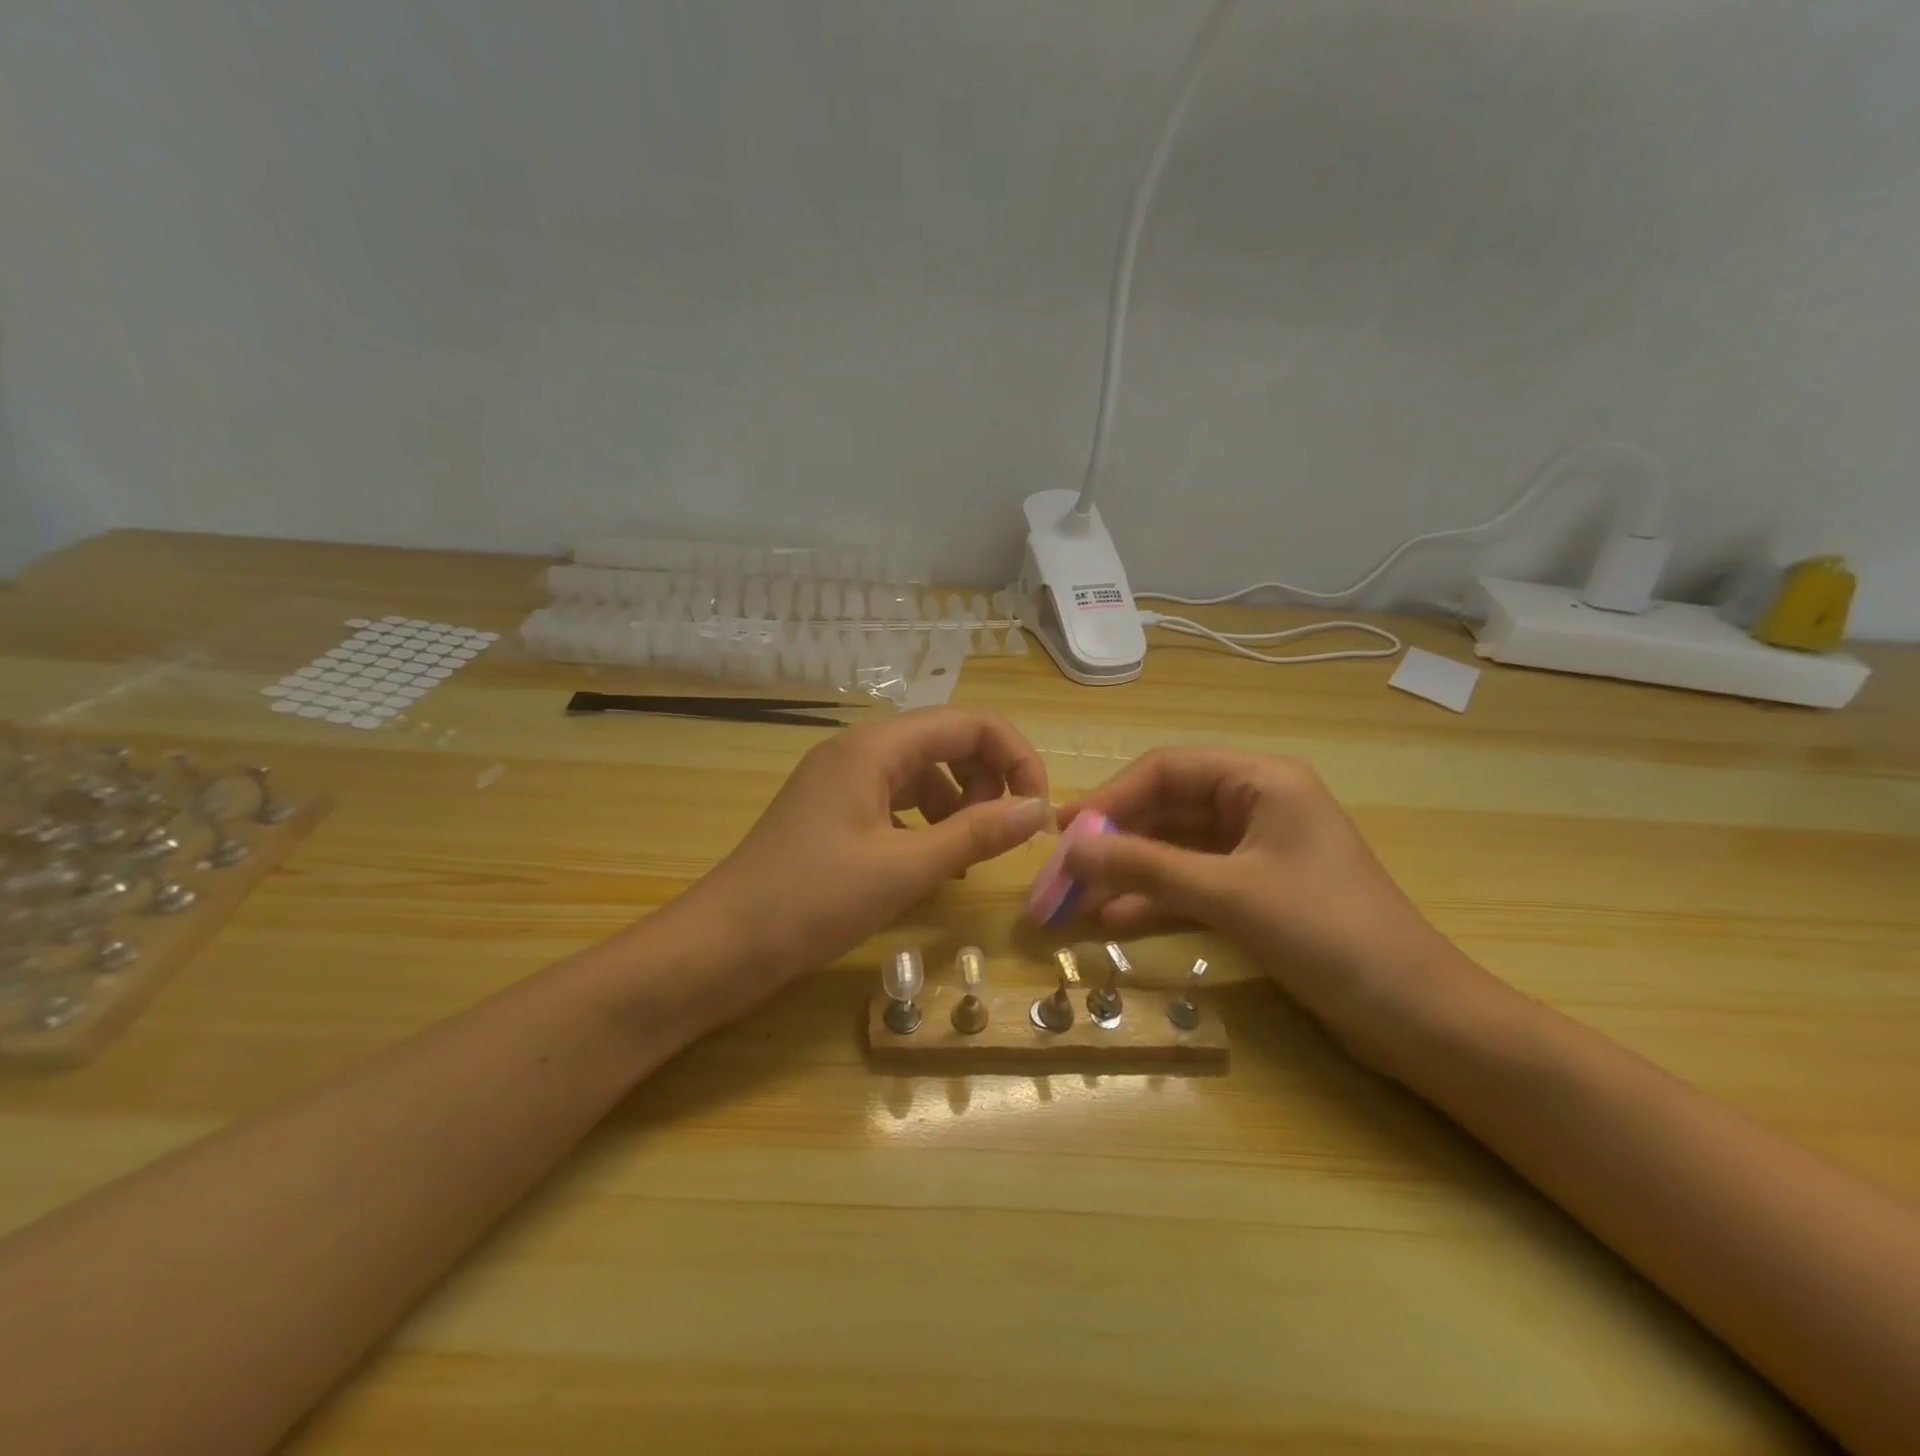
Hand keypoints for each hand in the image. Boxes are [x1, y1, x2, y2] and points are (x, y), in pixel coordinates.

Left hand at [681, 707, 1049, 992]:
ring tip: (964, 857)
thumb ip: (976, 834)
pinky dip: (925, 823)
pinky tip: (928, 864)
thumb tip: (1037, 810)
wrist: (722, 946)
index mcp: (875, 747)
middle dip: (987, 780)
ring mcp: (841, 780)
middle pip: (945, 741)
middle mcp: (858, 750)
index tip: (1036, 810)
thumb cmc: (812, 901)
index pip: (968, 723)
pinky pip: (895, 800)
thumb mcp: (904, 869)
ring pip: (922, 772)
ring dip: (957, 804)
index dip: (1015, 757)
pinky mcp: (832, 811)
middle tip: (997, 836)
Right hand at [1059, 749, 1480, 1065]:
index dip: (1110, 797)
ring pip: (1175, 850)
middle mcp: (1256, 805)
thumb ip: (1144, 866)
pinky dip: (1154, 900)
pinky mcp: (1257, 893)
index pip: (1167, 770)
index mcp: (1261, 781)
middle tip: (1061, 872)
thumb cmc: (1328, 933)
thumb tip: (1069, 848)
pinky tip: (1112, 922)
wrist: (1418, 1017)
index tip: (1063, 831)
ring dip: (1128, 874)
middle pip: (1167, 810)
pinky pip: (1192, 884)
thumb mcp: (1228, 894)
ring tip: (1075, 902)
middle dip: (1114, 841)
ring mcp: (1256, 852)